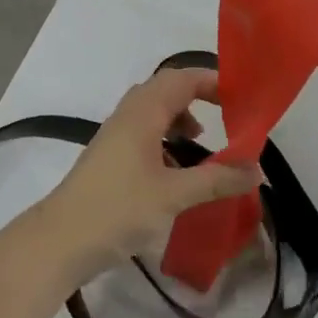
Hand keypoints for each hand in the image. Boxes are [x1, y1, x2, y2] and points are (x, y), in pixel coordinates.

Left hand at [30, 68, 263, 286]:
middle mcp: (128, 113)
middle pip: (167, 88)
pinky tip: (176, 167)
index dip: (212, 81)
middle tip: (228, 112)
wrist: (61, 239)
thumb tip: (256, 170)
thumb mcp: (174, 196)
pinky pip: (144, 129)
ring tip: (202, 140)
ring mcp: (115, 133)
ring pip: (153, 109)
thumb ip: (216, 180)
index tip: (241, 95)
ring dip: (180, 116)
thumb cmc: (118, 209)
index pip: (182, 79)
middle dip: (198, 95)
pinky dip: (165, 136)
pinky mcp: (109, 153)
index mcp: (143, 111)